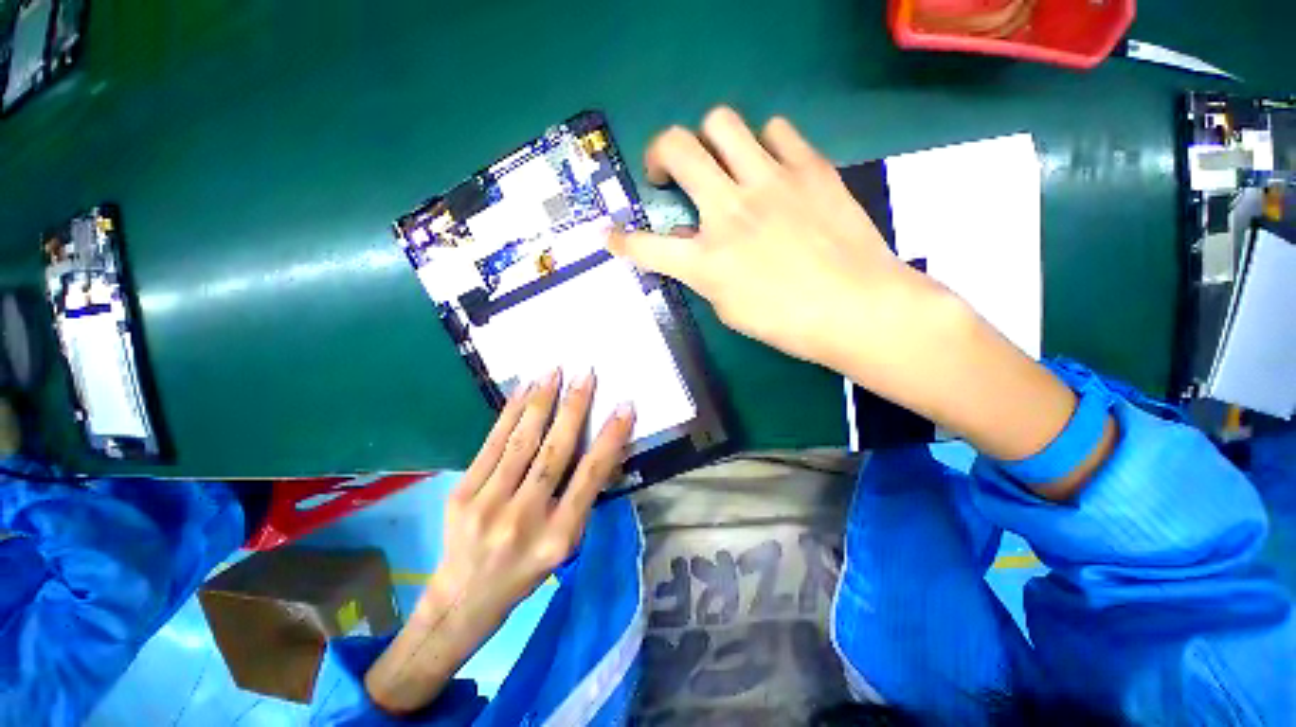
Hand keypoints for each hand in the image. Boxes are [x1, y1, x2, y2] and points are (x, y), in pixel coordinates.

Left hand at [365, 369, 634, 713]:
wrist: (463, 598)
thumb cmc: (528, 571)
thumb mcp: (567, 544)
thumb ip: (583, 497)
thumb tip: (601, 448)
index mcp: (559, 536)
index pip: (591, 476)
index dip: (610, 438)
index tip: (625, 406)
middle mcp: (525, 519)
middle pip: (555, 453)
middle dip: (574, 408)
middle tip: (586, 374)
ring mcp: (488, 504)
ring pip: (522, 442)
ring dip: (541, 402)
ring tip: (554, 371)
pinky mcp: (462, 493)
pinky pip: (492, 444)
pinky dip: (511, 413)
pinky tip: (524, 390)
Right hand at [609, 106, 942, 374]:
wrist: (858, 308)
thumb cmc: (788, 323)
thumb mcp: (730, 308)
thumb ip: (704, 272)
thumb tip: (688, 240)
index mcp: (707, 260)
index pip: (646, 246)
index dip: (622, 241)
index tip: (611, 236)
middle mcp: (729, 210)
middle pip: (675, 147)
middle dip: (658, 154)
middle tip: (666, 172)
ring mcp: (770, 182)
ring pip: (721, 122)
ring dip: (710, 141)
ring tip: (722, 163)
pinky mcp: (809, 168)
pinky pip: (777, 130)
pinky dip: (764, 145)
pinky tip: (771, 168)